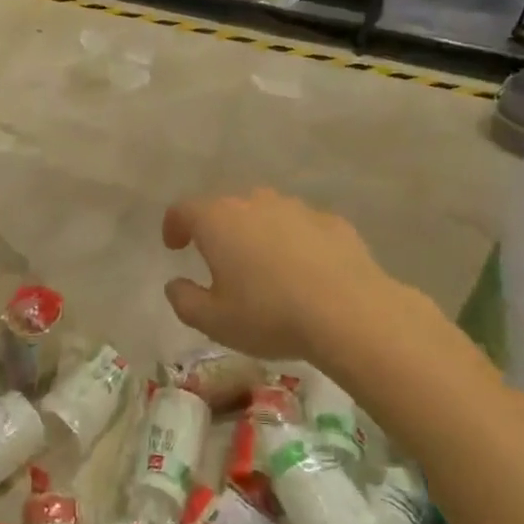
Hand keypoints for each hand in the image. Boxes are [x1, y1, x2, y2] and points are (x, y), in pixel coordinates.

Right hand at [162, 187, 431, 366]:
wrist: (350, 312)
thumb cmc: (269, 315)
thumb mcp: (214, 321)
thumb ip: (184, 300)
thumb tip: (175, 285)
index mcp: (217, 220)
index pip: (183, 210)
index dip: (174, 226)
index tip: (175, 246)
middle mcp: (254, 202)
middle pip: (226, 207)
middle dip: (218, 229)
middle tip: (220, 260)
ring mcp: (295, 208)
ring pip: (266, 213)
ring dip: (258, 233)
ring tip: (265, 267)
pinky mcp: (331, 221)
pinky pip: (302, 228)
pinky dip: (295, 243)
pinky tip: (305, 272)